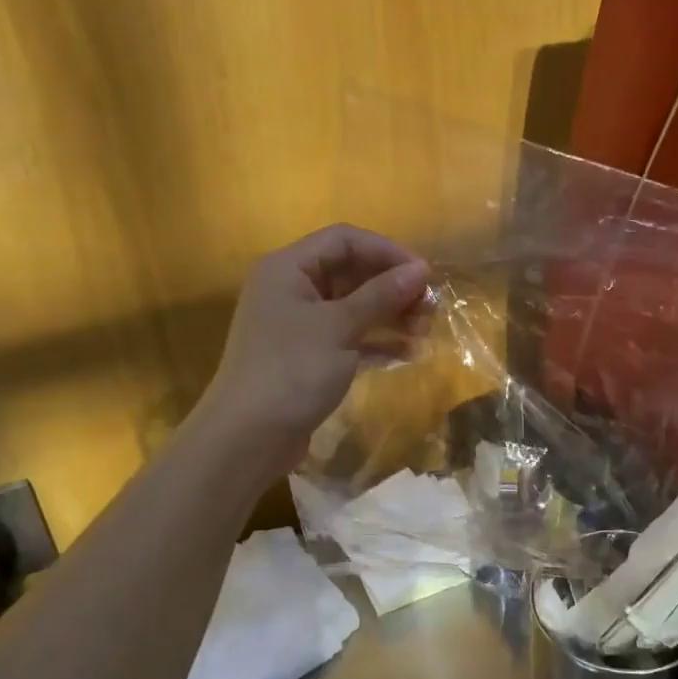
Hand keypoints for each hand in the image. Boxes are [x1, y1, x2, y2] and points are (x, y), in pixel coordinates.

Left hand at [194, 224, 428, 475]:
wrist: (248, 437)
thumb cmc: (292, 369)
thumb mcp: (339, 327)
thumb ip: (381, 295)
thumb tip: (420, 270)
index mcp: (288, 268)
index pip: (344, 240)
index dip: (387, 251)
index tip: (424, 274)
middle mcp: (291, 289)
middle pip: (351, 273)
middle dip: (392, 287)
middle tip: (429, 308)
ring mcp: (298, 325)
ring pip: (353, 307)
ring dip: (390, 315)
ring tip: (424, 332)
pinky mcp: (308, 357)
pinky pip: (349, 337)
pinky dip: (376, 341)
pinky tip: (408, 354)